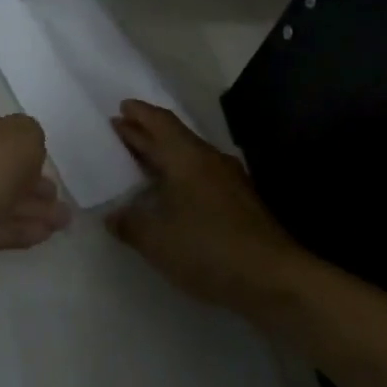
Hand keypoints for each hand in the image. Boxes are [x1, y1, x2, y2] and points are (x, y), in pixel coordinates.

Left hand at [0, 103, 69, 277]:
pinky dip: (21, 228)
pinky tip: (46, 234)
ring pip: (2, 199)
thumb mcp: (23, 133)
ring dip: (34, 209)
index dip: (20, 141)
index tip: (42, 156)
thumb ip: (31, 134)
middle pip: (0, 167)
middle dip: (34, 183)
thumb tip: (25, 147)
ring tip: (63, 221)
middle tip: (57, 195)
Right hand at [108, 100, 307, 313]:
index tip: (121, 107)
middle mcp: (210, 160)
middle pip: (174, 137)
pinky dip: (180, 178)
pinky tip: (171, 196)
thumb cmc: (207, 248)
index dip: (139, 114)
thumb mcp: (155, 239)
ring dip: (164, 157)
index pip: (160, 123)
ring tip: (140, 163)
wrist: (274, 279)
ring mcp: (230, 182)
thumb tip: (113, 215)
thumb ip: (129, 223)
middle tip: (120, 130)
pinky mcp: (241, 204)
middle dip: (146, 133)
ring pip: (189, 158)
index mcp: (187, 157)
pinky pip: (202, 178)